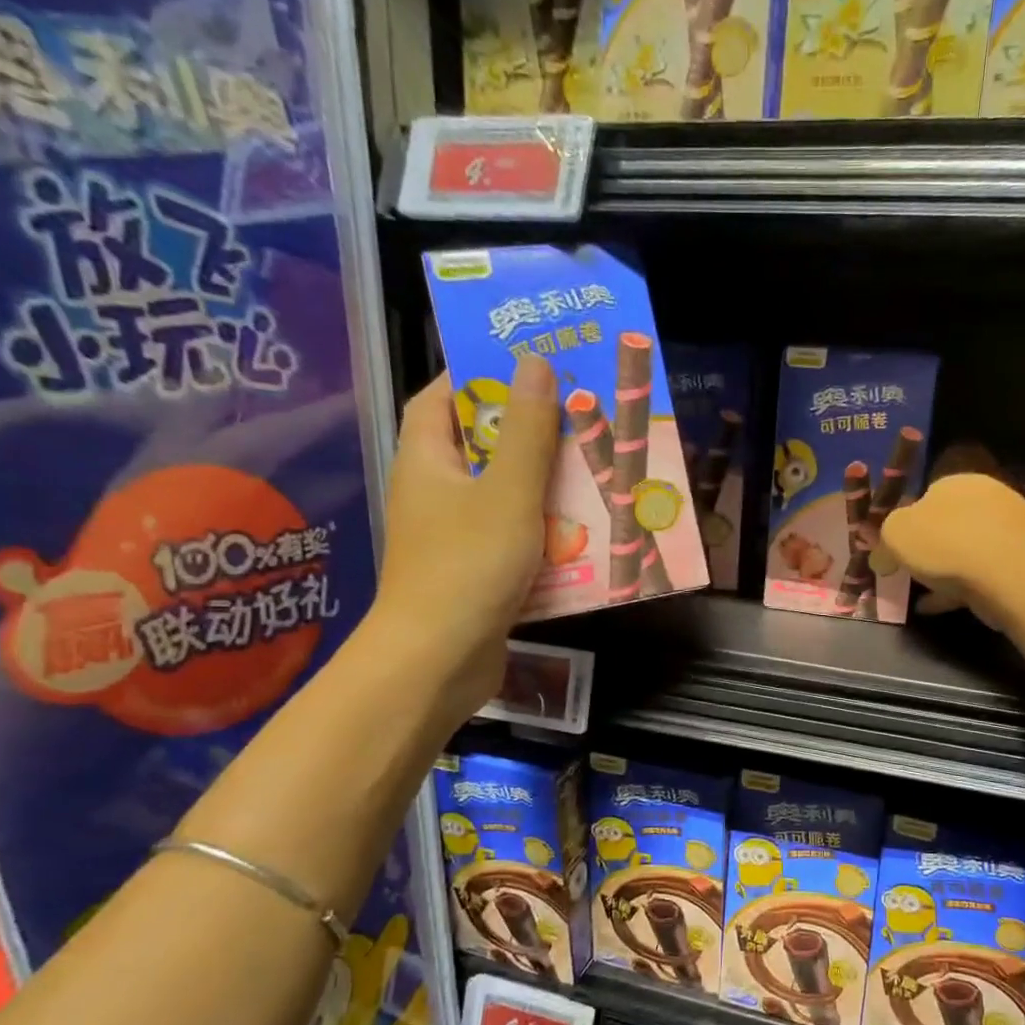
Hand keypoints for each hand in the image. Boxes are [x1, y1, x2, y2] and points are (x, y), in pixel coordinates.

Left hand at [372, 355, 559, 716]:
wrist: (439, 660)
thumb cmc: (468, 565)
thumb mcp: (508, 492)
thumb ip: (527, 431)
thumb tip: (536, 364)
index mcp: (427, 459)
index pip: (444, 396)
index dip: (483, 373)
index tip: (533, 364)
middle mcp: (436, 491)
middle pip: (484, 445)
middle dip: (531, 431)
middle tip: (583, 417)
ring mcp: (455, 534)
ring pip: (506, 493)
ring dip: (547, 484)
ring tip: (596, 469)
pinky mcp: (477, 571)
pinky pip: (516, 534)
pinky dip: (546, 528)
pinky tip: (585, 530)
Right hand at [879, 466, 1024, 627]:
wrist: (1008, 576)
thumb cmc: (946, 544)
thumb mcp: (896, 534)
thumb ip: (884, 539)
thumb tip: (881, 555)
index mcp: (957, 480)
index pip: (927, 493)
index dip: (906, 520)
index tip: (894, 547)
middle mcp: (986, 497)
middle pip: (947, 522)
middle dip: (927, 545)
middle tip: (906, 570)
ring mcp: (1007, 530)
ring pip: (964, 549)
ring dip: (942, 570)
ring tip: (919, 593)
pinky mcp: (1018, 562)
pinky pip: (978, 574)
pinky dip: (956, 589)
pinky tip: (935, 607)